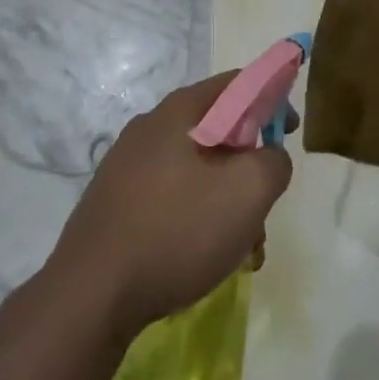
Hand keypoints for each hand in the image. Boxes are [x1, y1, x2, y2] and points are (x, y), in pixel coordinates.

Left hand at [47, 73, 293, 338]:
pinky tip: (205, 260)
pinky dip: (197, 219)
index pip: (237, 83)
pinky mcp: (116, 202)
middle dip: (249, 167)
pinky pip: (171, 197)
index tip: (288, 134)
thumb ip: (274, 162)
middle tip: (263, 208)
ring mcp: (127, 165)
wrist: (90, 295)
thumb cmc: (176, 230)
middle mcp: (150, 127)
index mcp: (179, 111)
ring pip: (197, 171)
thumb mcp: (247, 192)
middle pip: (218, 131)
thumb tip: (270, 157)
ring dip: (226, 202)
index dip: (272, 100)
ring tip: (242, 251)